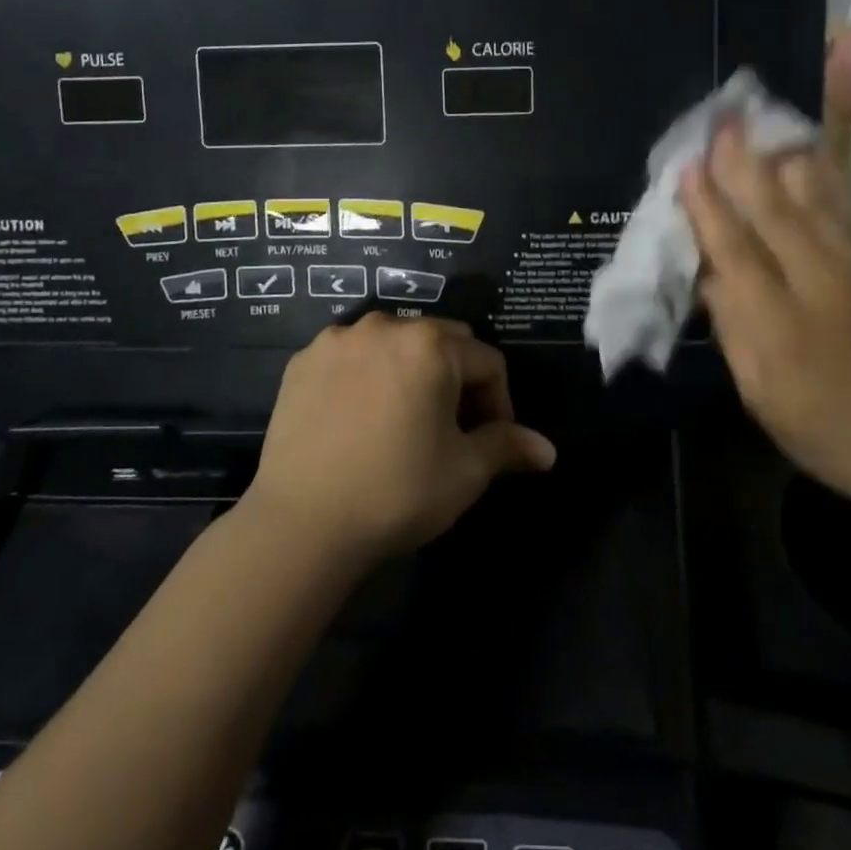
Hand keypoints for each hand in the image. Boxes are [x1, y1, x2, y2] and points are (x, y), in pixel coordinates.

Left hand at [244, 315, 556, 562]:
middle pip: (442, 342)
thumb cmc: (397, 491)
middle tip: (451, 428)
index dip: (499, 402)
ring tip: (404, 420)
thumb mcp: (464, 471)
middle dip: (457, 379)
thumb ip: (508, 446)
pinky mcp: (303, 361)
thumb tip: (549, 451)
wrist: (302, 523)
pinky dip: (366, 376)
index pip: (487, 362)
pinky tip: (359, 418)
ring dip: (410, 372)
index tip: (491, 441)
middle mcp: (385, 327)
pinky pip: (352, 356)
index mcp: (431, 345)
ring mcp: (338, 340)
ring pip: (394, 344)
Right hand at [680, 126, 850, 504]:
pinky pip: (850, 213)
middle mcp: (820, 286)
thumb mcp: (760, 394)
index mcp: (779, 326)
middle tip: (722, 123)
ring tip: (765, 124)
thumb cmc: (828, 431)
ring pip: (817, 202)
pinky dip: (826, 180)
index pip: (735, 252)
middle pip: (775, 213)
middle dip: (743, 165)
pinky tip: (811, 158)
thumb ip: (733, 329)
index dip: (707, 208)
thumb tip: (709, 273)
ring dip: (785, 159)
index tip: (688, 168)